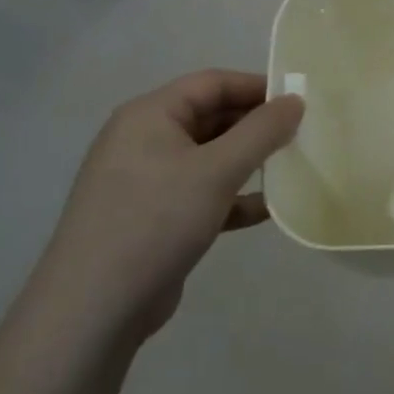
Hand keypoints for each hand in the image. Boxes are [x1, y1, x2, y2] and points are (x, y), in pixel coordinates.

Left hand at [42, 71, 303, 347]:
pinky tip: (267, 209)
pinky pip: (201, 193)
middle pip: (211, 117)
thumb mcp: (217, 170)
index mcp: (150, 115)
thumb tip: (294, 100)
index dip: (256, 87)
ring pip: (209, 157)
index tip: (298, 101)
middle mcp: (144, 140)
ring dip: (248, 162)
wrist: (93, 311)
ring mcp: (146, 181)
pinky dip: (232, 197)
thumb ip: (261, 132)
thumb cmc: (156, 221)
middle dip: (255, 126)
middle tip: (301, 135)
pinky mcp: (153, 218)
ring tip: (291, 168)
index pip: (212, 83)